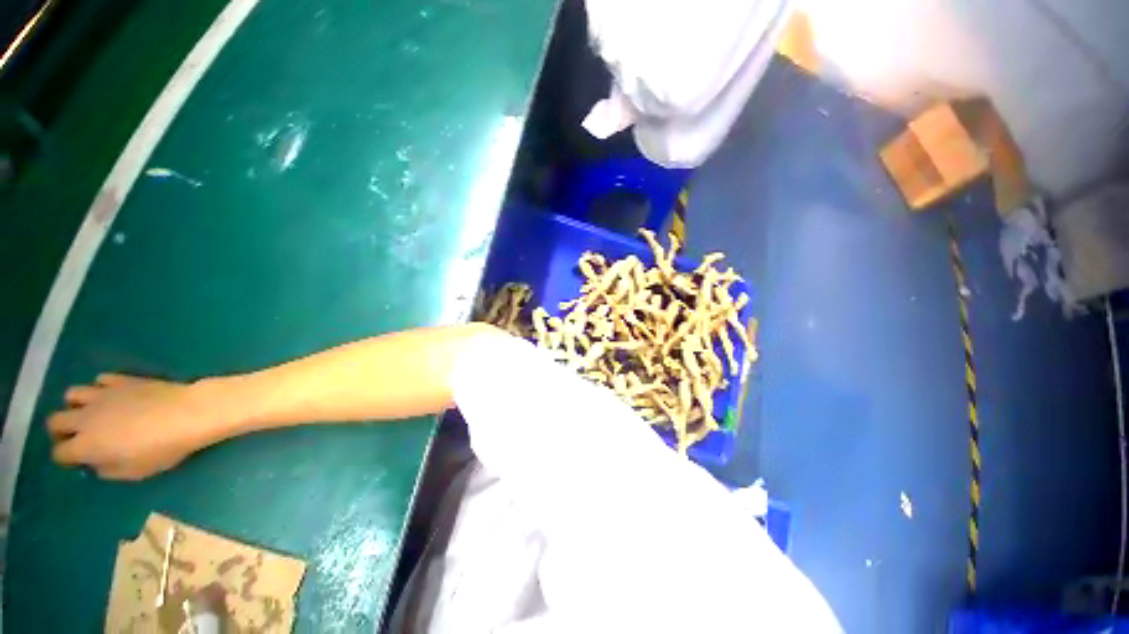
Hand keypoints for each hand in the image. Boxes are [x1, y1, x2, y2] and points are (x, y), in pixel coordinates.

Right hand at [48, 374, 216, 479]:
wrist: (188, 414)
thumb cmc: (162, 448)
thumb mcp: (134, 472)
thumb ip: (108, 469)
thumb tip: (97, 463)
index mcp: (85, 445)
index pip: (59, 453)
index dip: (67, 458)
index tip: (80, 460)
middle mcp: (85, 417)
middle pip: (54, 421)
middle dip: (62, 430)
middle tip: (79, 436)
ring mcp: (101, 394)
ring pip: (72, 395)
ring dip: (77, 405)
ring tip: (95, 414)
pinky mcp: (120, 379)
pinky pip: (100, 380)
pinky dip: (102, 388)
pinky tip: (117, 396)